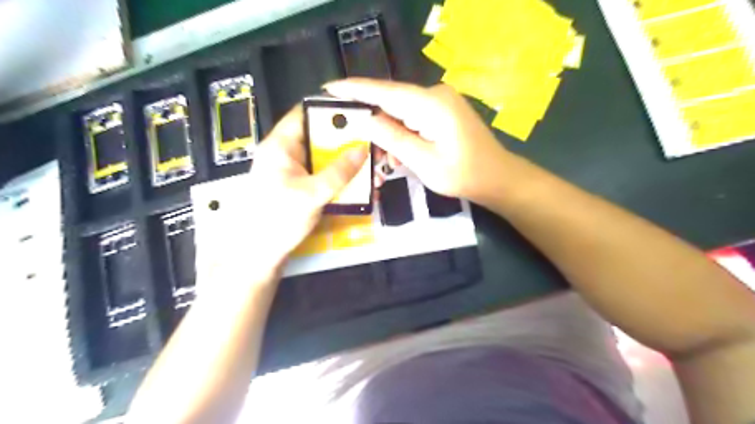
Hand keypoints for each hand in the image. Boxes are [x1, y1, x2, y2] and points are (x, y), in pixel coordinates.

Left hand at [250, 106, 368, 257]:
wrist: (260, 254)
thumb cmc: (278, 219)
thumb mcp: (312, 194)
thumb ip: (339, 171)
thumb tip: (363, 149)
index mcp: (281, 145)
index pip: (305, 112)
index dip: (330, 109)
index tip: (359, 112)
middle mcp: (288, 153)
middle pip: (320, 136)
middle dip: (347, 141)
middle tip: (373, 145)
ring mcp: (295, 171)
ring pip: (325, 157)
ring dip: (348, 162)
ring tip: (372, 167)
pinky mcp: (301, 187)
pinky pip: (324, 175)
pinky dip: (341, 178)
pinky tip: (360, 185)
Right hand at [324, 77, 512, 202]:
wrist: (497, 178)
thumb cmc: (463, 175)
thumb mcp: (424, 162)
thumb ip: (393, 138)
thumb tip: (365, 119)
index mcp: (431, 104)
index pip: (385, 91)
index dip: (354, 89)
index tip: (328, 87)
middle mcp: (434, 95)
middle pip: (391, 101)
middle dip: (370, 120)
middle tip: (351, 138)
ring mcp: (440, 102)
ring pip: (400, 112)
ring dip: (388, 134)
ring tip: (383, 160)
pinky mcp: (442, 112)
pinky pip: (412, 119)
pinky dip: (401, 135)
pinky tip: (399, 155)